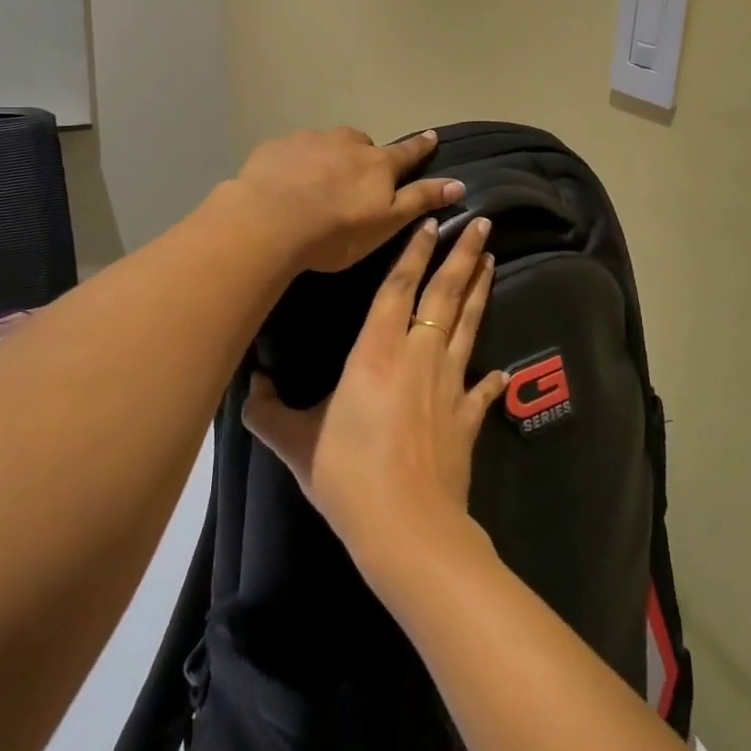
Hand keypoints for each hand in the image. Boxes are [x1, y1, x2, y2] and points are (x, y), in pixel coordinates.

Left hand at [232, 127, 463, 273]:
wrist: (268, 222)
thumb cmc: (336, 231)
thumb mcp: (386, 223)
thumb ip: (420, 200)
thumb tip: (458, 183)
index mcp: (377, 163)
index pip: (407, 152)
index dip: (421, 146)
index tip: (431, 136)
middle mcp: (347, 142)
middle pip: (363, 145)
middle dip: (363, 157)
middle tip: (354, 183)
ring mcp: (310, 140)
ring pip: (327, 145)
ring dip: (328, 158)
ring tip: (316, 186)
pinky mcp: (276, 146)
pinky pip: (293, 151)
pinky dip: (295, 163)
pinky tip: (285, 185)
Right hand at [244, 216, 507, 565]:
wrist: (407, 527)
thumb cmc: (348, 476)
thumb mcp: (297, 444)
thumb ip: (270, 413)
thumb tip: (249, 387)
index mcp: (377, 353)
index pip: (399, 289)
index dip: (414, 253)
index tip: (431, 223)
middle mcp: (419, 356)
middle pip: (445, 294)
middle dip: (463, 255)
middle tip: (482, 224)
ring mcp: (449, 384)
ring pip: (468, 326)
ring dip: (480, 292)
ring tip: (492, 262)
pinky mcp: (467, 418)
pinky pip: (482, 390)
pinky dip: (491, 379)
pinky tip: (501, 371)